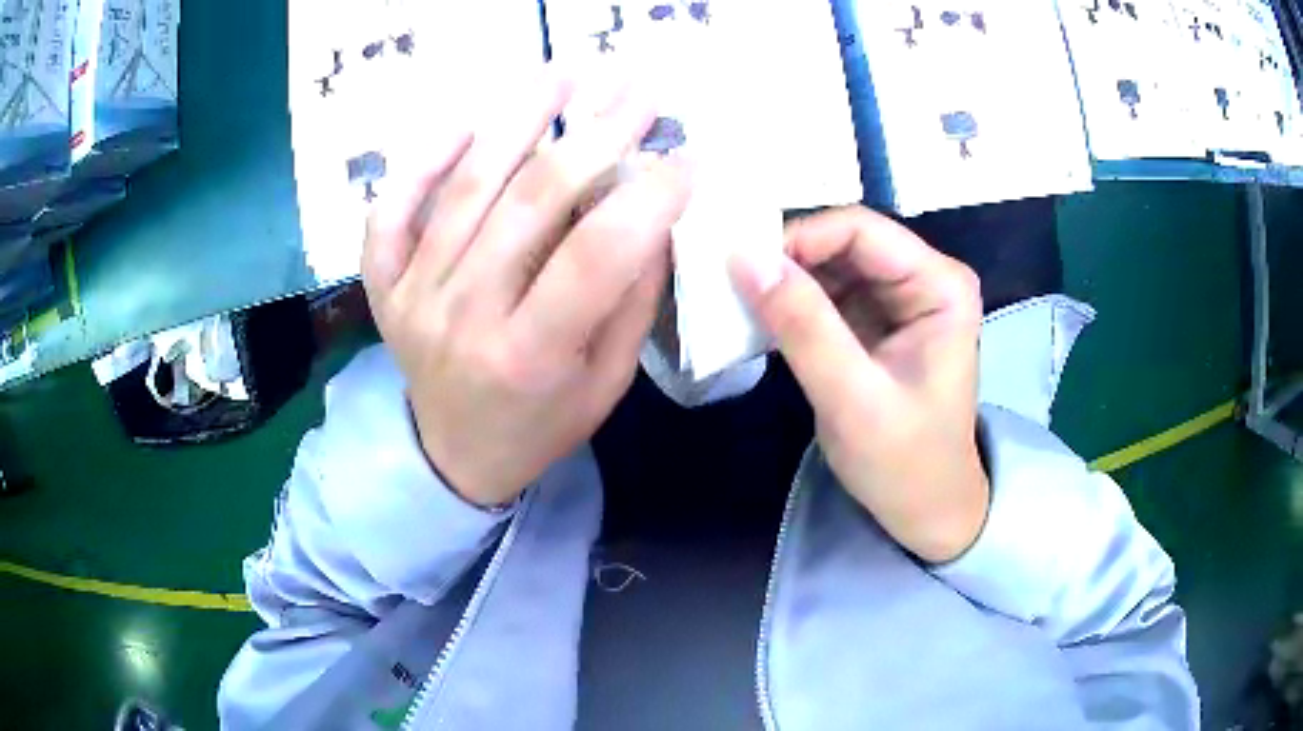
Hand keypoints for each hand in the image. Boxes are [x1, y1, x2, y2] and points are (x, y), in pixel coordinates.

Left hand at [362, 69, 690, 506]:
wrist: (456, 455)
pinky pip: (392, 211)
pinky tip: (466, 123)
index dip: (648, 197)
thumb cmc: (540, 427)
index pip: (596, 255)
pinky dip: (424, 161)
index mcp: (528, 357)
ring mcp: (413, 295)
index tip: (685, 157)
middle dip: (595, 135)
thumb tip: (651, 213)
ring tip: (563, 75)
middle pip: (530, 203)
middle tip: (637, 88)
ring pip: (465, 188)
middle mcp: (463, 316)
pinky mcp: (385, 284)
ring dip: (518, 121)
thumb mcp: (606, 383)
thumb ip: (629, 299)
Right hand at [730, 207, 988, 562]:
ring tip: (735, 301)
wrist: (926, 510)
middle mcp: (924, 278)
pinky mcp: (875, 320)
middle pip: (843, 241)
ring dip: (783, 281)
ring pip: (828, 264)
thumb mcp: (852, 399)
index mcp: (940, 285)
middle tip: (728, 283)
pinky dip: (790, 304)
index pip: (860, 229)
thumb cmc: (905, 463)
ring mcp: (899, 297)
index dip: (798, 238)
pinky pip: (825, 293)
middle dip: (786, 259)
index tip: (740, 266)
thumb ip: (803, 325)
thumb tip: (743, 256)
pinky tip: (759, 321)